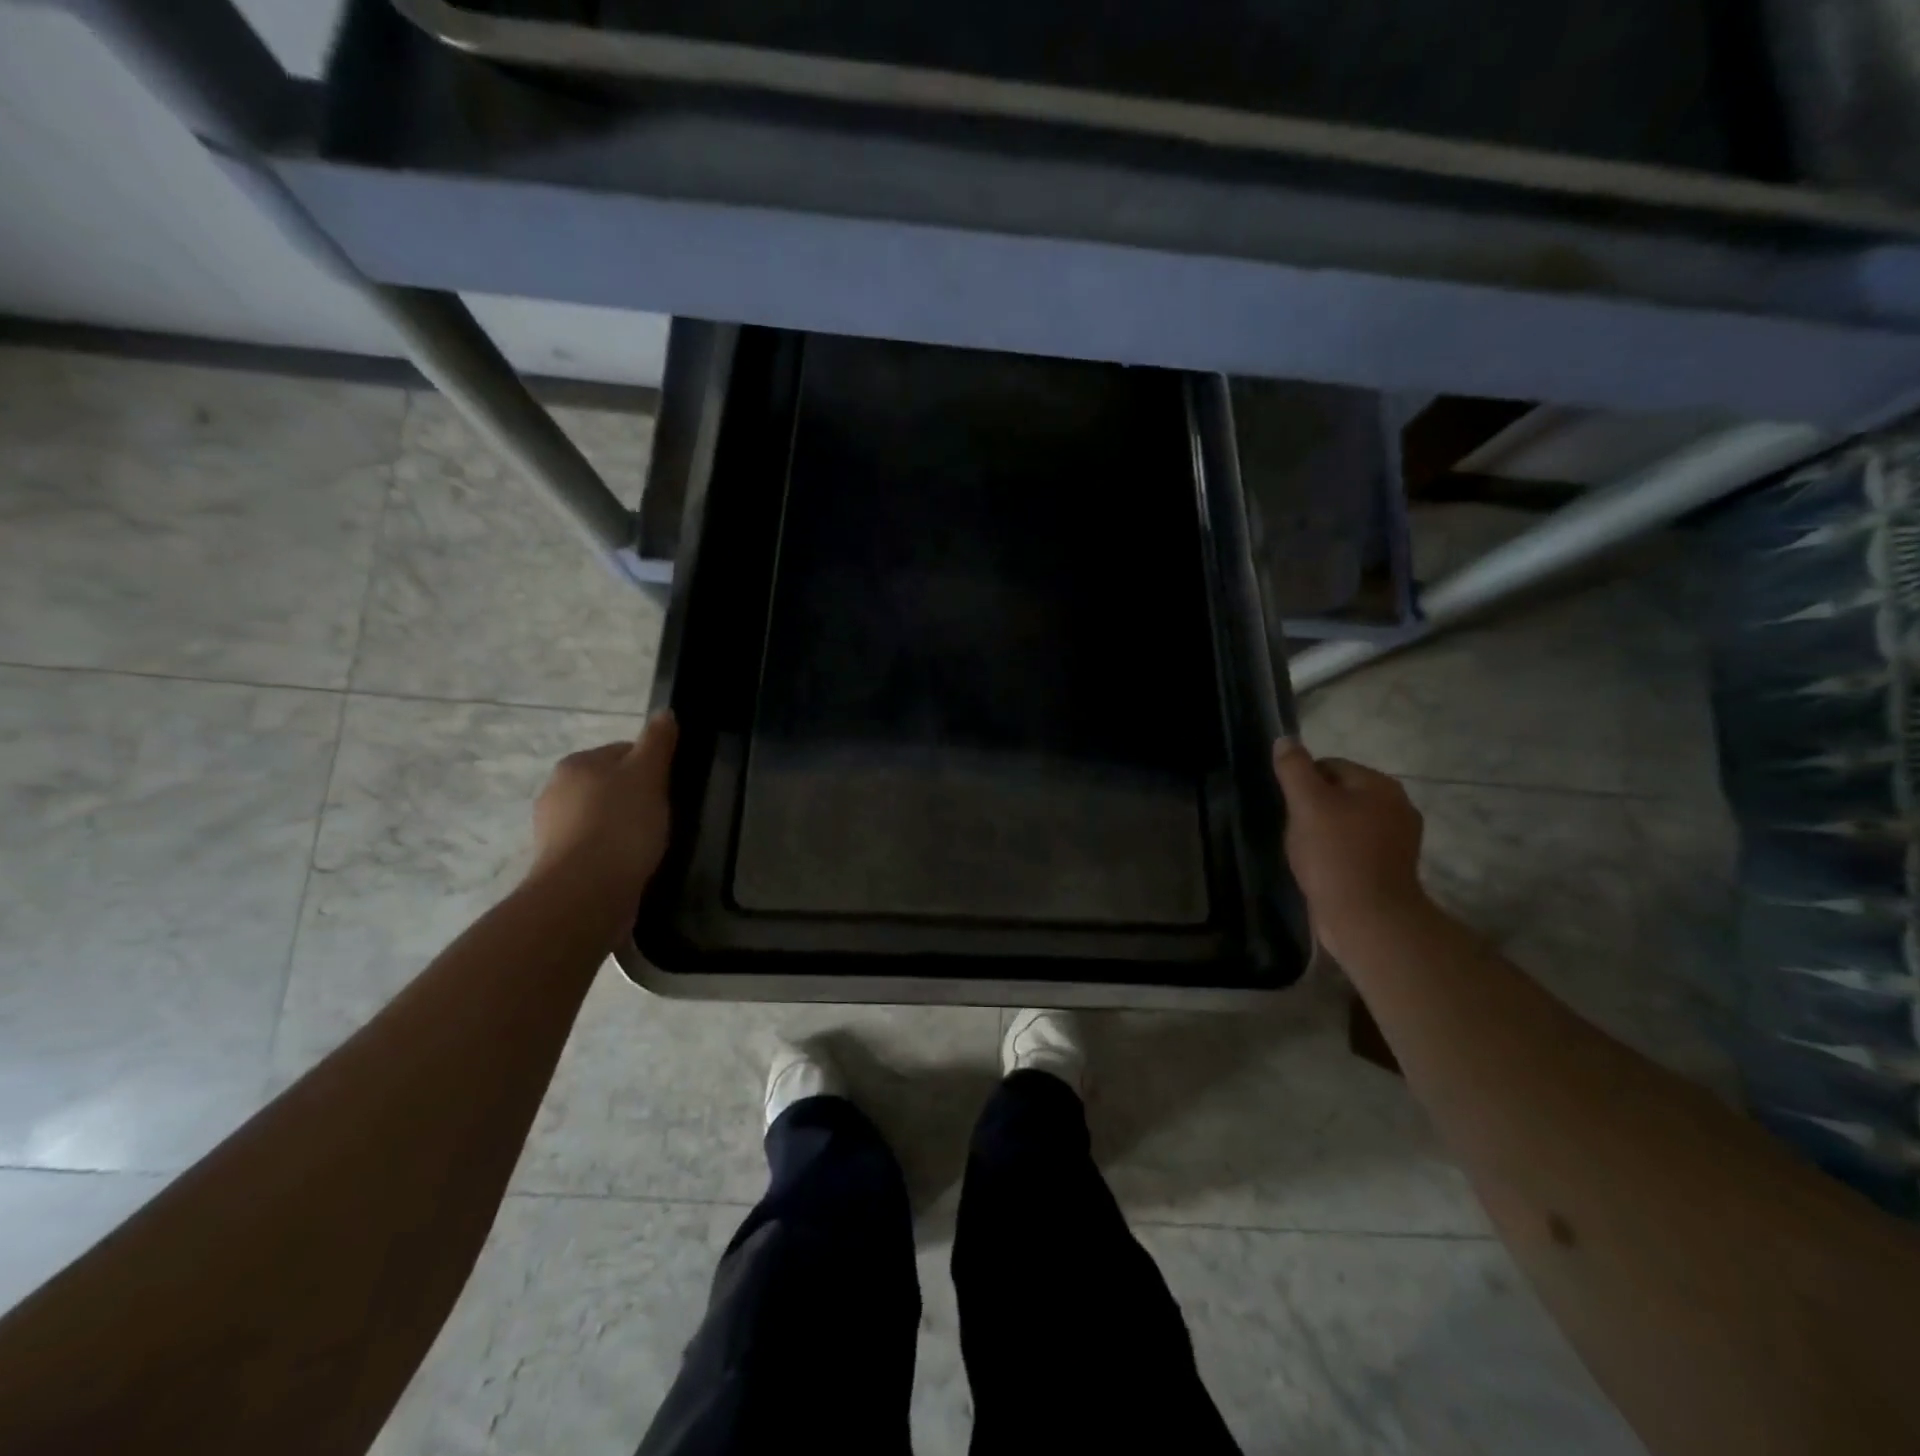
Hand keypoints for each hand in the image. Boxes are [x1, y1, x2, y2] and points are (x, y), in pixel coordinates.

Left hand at [529, 712, 677, 902]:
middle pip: (610, 785)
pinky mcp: (559, 864)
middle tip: (665, 816)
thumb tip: (665, 713)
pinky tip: (632, 864)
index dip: (652, 766)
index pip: (623, 752)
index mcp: (576, 764)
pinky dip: (613, 852)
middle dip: (636, 797)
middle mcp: (556, 791)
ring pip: (601, 818)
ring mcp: (552, 831)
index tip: (670, 787)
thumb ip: (657, 742)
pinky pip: (595, 848)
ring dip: (623, 827)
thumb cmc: (620, 825)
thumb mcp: (648, 775)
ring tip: (651, 844)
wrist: (585, 893)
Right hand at [1272, 738, 1428, 955]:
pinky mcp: (1392, 868)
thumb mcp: (1306, 804)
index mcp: (1380, 785)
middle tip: (1298, 834)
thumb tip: (1285, 739)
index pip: (1329, 766)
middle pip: (1339, 794)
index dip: (1302, 784)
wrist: (1368, 919)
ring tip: (1309, 855)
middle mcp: (1397, 806)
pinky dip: (1338, 855)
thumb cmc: (1335, 855)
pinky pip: (1356, 848)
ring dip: (1324, 833)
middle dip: (1313, 810)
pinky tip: (1324, 871)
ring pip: (1346, 822)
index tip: (1291, 810)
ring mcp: (1399, 840)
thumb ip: (1294, 769)